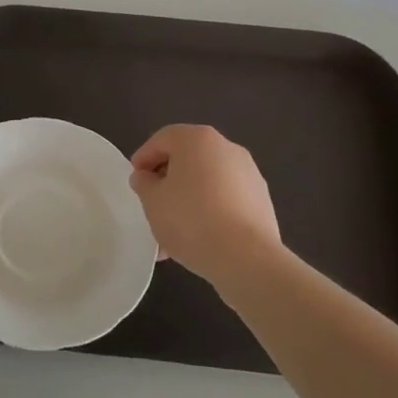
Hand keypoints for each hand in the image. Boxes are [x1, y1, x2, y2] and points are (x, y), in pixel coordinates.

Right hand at [129, 125, 282, 290]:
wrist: (247, 258)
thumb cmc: (191, 220)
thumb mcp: (152, 202)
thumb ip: (143, 184)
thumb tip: (146, 177)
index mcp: (197, 139)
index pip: (162, 139)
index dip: (144, 158)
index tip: (135, 181)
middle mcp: (226, 148)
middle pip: (187, 159)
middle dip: (167, 182)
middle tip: (153, 206)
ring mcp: (249, 174)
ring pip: (207, 182)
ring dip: (188, 200)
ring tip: (172, 234)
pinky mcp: (262, 200)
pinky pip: (226, 199)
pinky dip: (210, 212)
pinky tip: (198, 240)